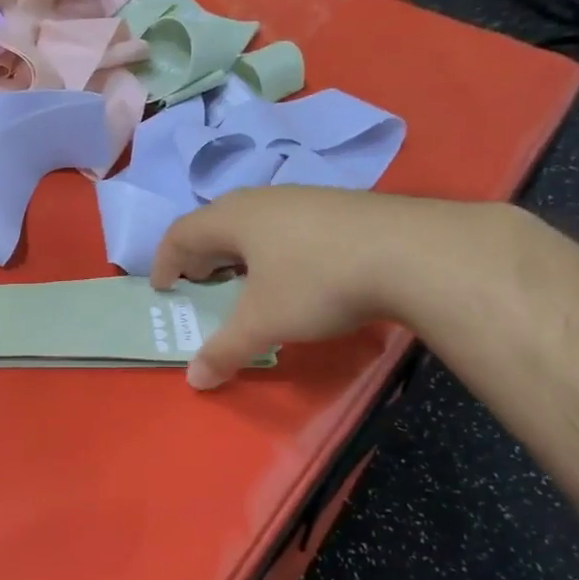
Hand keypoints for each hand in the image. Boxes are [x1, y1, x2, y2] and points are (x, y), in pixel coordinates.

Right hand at [151, 187, 473, 390]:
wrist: (414, 253)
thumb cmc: (317, 282)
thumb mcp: (264, 323)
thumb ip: (224, 351)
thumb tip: (194, 381)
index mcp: (232, 218)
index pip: (180, 234)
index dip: (164, 262)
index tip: (164, 288)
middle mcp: (262, 199)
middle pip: (214, 223)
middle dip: (199, 256)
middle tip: (198, 284)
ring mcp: (304, 198)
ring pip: (253, 221)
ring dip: (236, 251)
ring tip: (243, 280)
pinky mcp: (338, 207)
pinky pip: (285, 224)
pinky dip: (271, 248)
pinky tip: (293, 272)